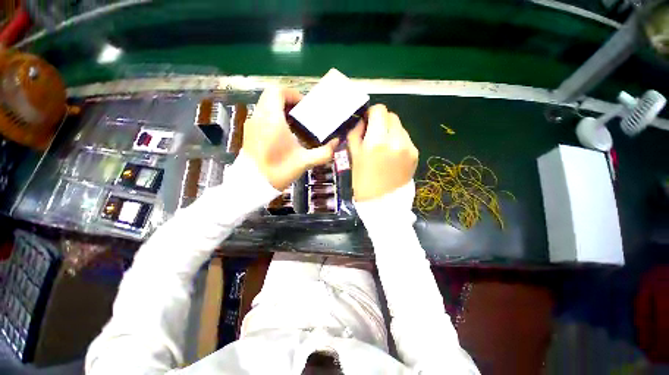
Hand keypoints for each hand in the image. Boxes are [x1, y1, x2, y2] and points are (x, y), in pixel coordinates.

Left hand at [242, 87, 338, 190]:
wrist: (254, 184)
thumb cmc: (279, 170)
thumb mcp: (305, 162)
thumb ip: (323, 152)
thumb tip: (336, 143)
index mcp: (272, 120)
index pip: (277, 91)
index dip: (292, 94)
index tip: (304, 106)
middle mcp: (259, 117)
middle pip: (271, 96)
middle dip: (288, 101)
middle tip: (301, 114)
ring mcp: (251, 125)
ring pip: (265, 106)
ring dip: (280, 110)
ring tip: (294, 124)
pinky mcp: (249, 133)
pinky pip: (261, 117)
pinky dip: (273, 118)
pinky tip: (283, 135)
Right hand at [347, 104, 418, 201]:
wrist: (382, 203)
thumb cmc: (362, 181)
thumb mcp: (353, 155)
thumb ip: (356, 133)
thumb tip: (363, 121)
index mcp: (377, 141)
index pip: (379, 110)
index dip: (372, 113)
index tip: (367, 122)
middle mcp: (396, 140)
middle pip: (391, 116)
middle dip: (381, 122)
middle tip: (374, 135)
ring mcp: (409, 147)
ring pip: (400, 127)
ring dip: (390, 131)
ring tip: (384, 147)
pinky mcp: (416, 154)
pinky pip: (406, 139)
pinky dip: (398, 141)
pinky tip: (392, 155)